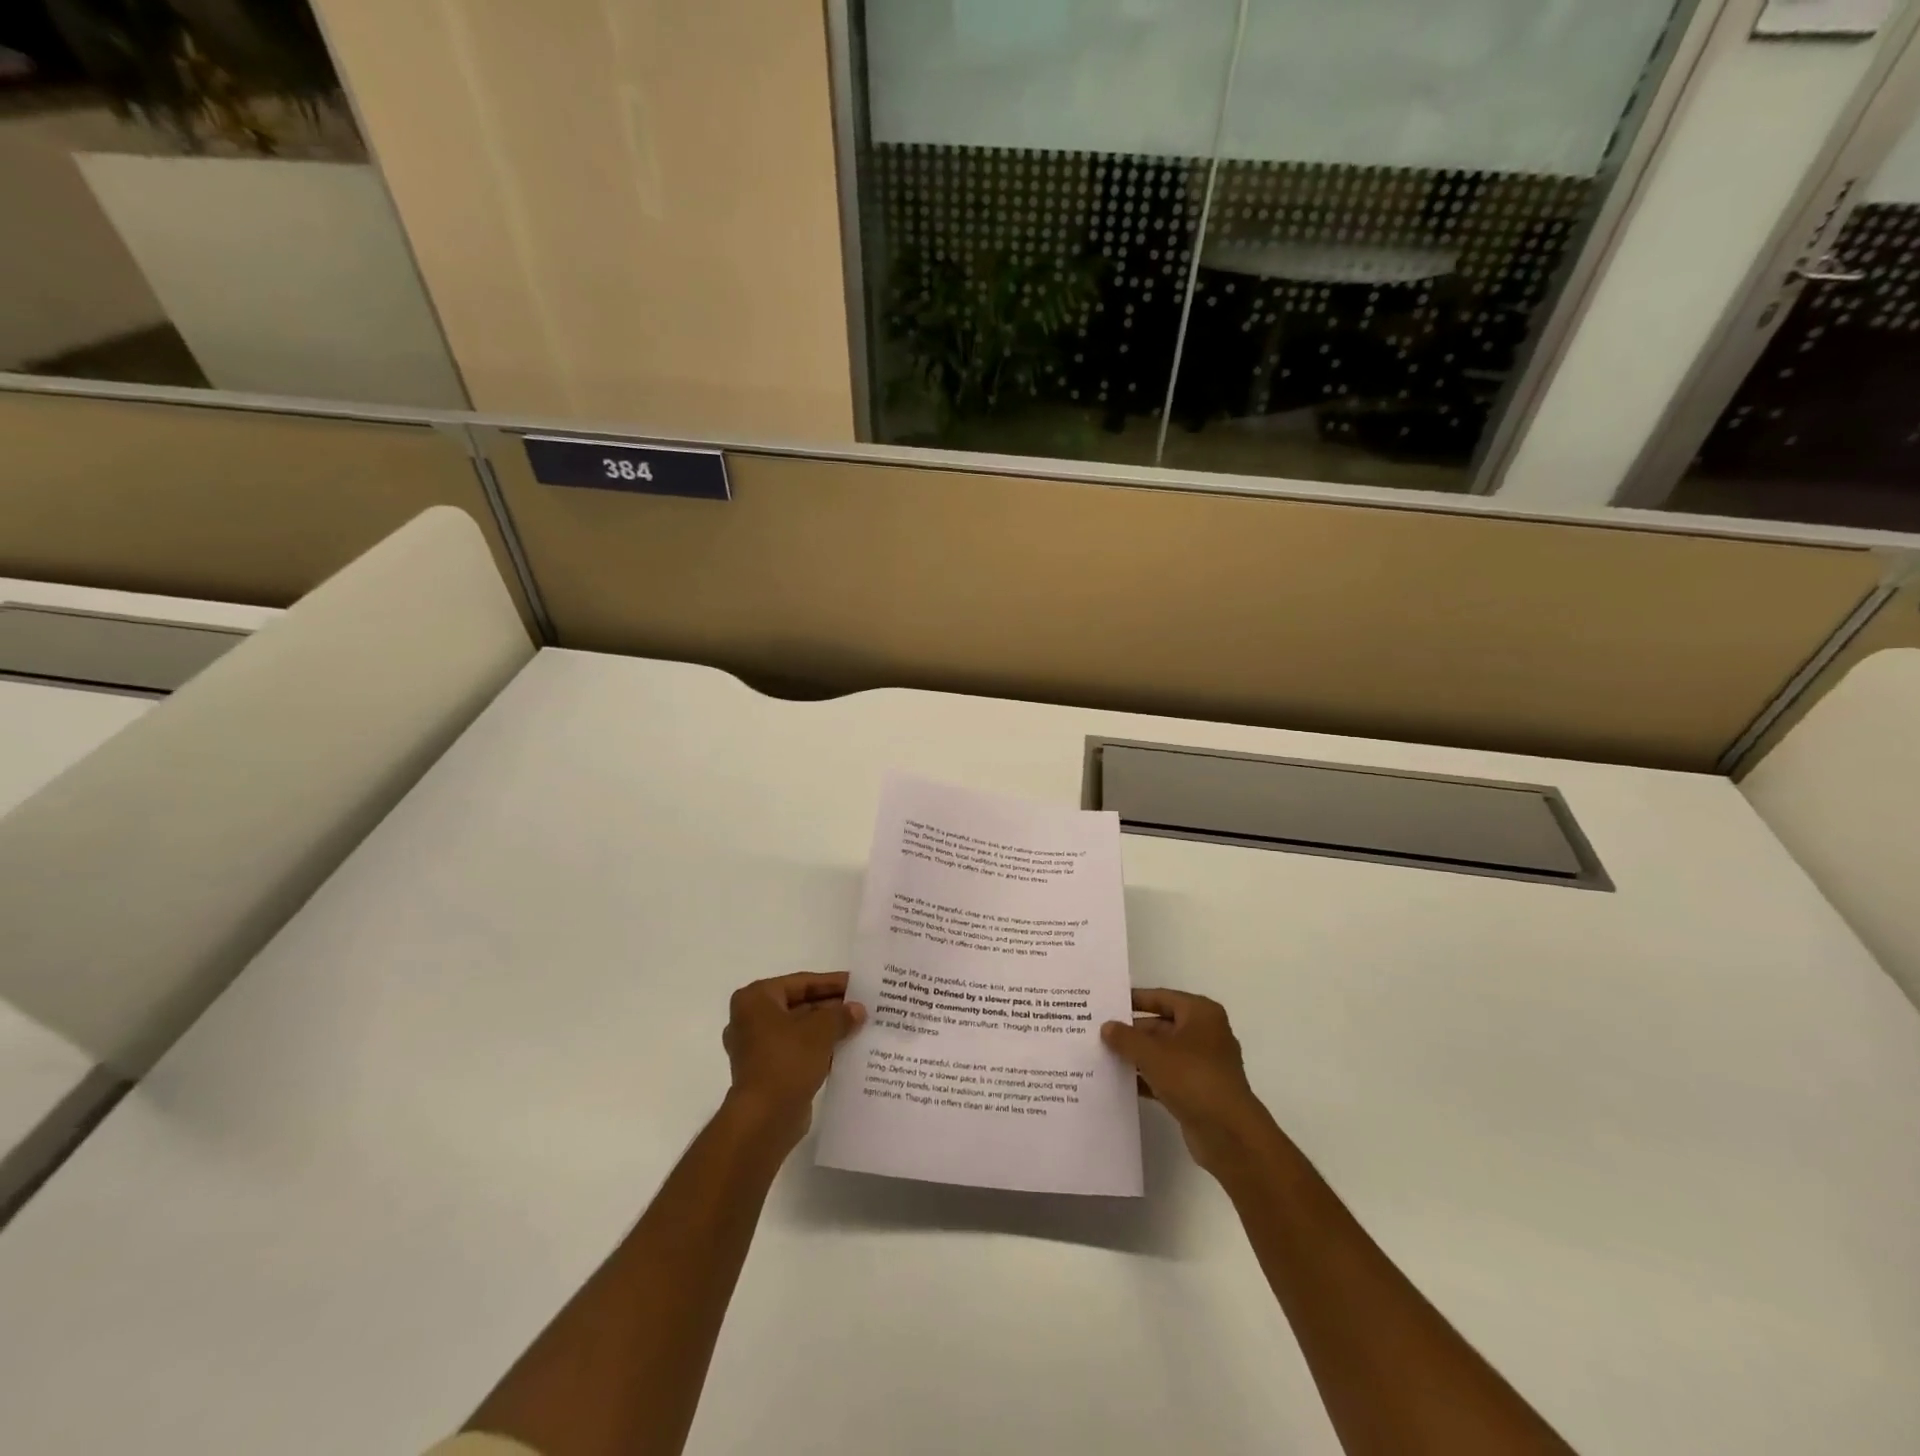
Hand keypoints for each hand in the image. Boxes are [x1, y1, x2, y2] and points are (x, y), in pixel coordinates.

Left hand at [722, 972, 865, 1148]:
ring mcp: (757, 1048)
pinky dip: (818, 1050)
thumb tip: (858, 1010)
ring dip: (827, 1030)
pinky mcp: (767, 1072)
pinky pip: (797, 1052)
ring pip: (800, 1030)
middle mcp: (751, 1019)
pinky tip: (846, 1050)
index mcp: (756, 999)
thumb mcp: (821, 1030)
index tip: (858, 984)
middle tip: (863, 1006)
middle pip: (799, 1005)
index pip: (801, 983)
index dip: (832, 983)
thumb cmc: (787, 1061)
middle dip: (831, 1008)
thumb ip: (841, 1015)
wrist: (764, 1118)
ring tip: (860, 1027)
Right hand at [1103, 988, 1269, 1175]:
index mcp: (1200, 1013)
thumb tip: (1107, 1027)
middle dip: (1132, 1032)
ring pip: (1162, 1053)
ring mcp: (1202, 1064)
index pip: (1161, 997)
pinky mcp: (1198, 1091)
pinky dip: (1147, 1078)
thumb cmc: (1193, 1078)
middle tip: (1098, 1033)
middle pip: (1161, 1025)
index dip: (1134, 1000)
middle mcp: (1205, 1034)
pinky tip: (1120, 1082)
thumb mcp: (1152, 1053)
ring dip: (1137, 1056)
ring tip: (1103, 1056)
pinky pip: (1166, 1076)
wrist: (1229, 1134)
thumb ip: (1126, 1037)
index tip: (1107, 1002)